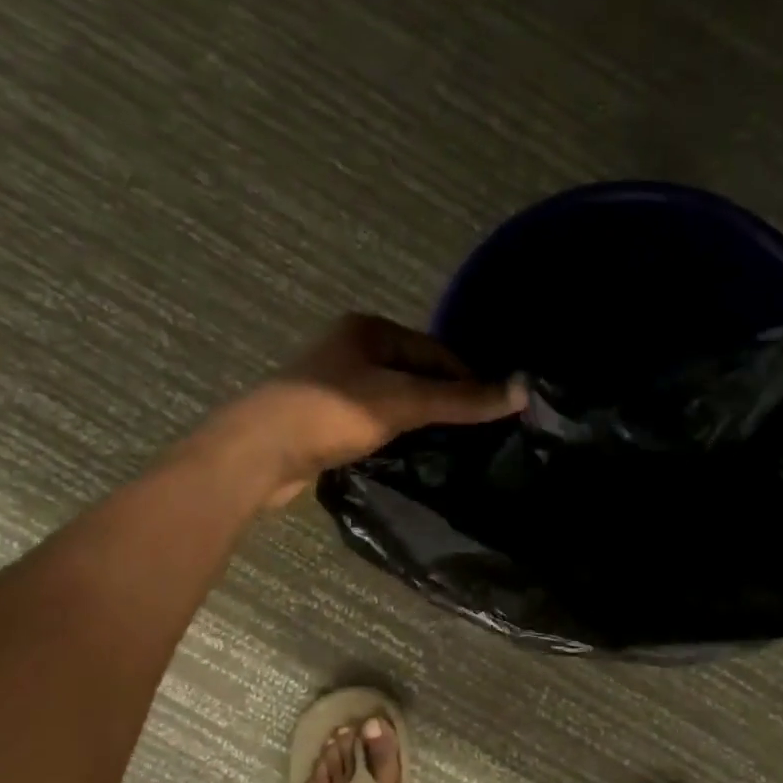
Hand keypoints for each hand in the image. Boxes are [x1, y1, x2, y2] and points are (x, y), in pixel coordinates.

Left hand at [221, 313, 525, 505]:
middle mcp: (352, 348)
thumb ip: (462, 400)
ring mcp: (336, 384)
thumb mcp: (404, 402)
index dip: (468, 379)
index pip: (436, 350)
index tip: (495, 413)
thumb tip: (522, 392)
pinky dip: (397, 433)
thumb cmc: (332, 413)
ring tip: (451, 448)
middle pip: (417, 373)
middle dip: (446, 401)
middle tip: (477, 435)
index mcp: (369, 330)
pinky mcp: (326, 417)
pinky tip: (412, 453)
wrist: (260, 452)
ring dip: (422, 420)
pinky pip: (376, 419)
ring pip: (396, 398)